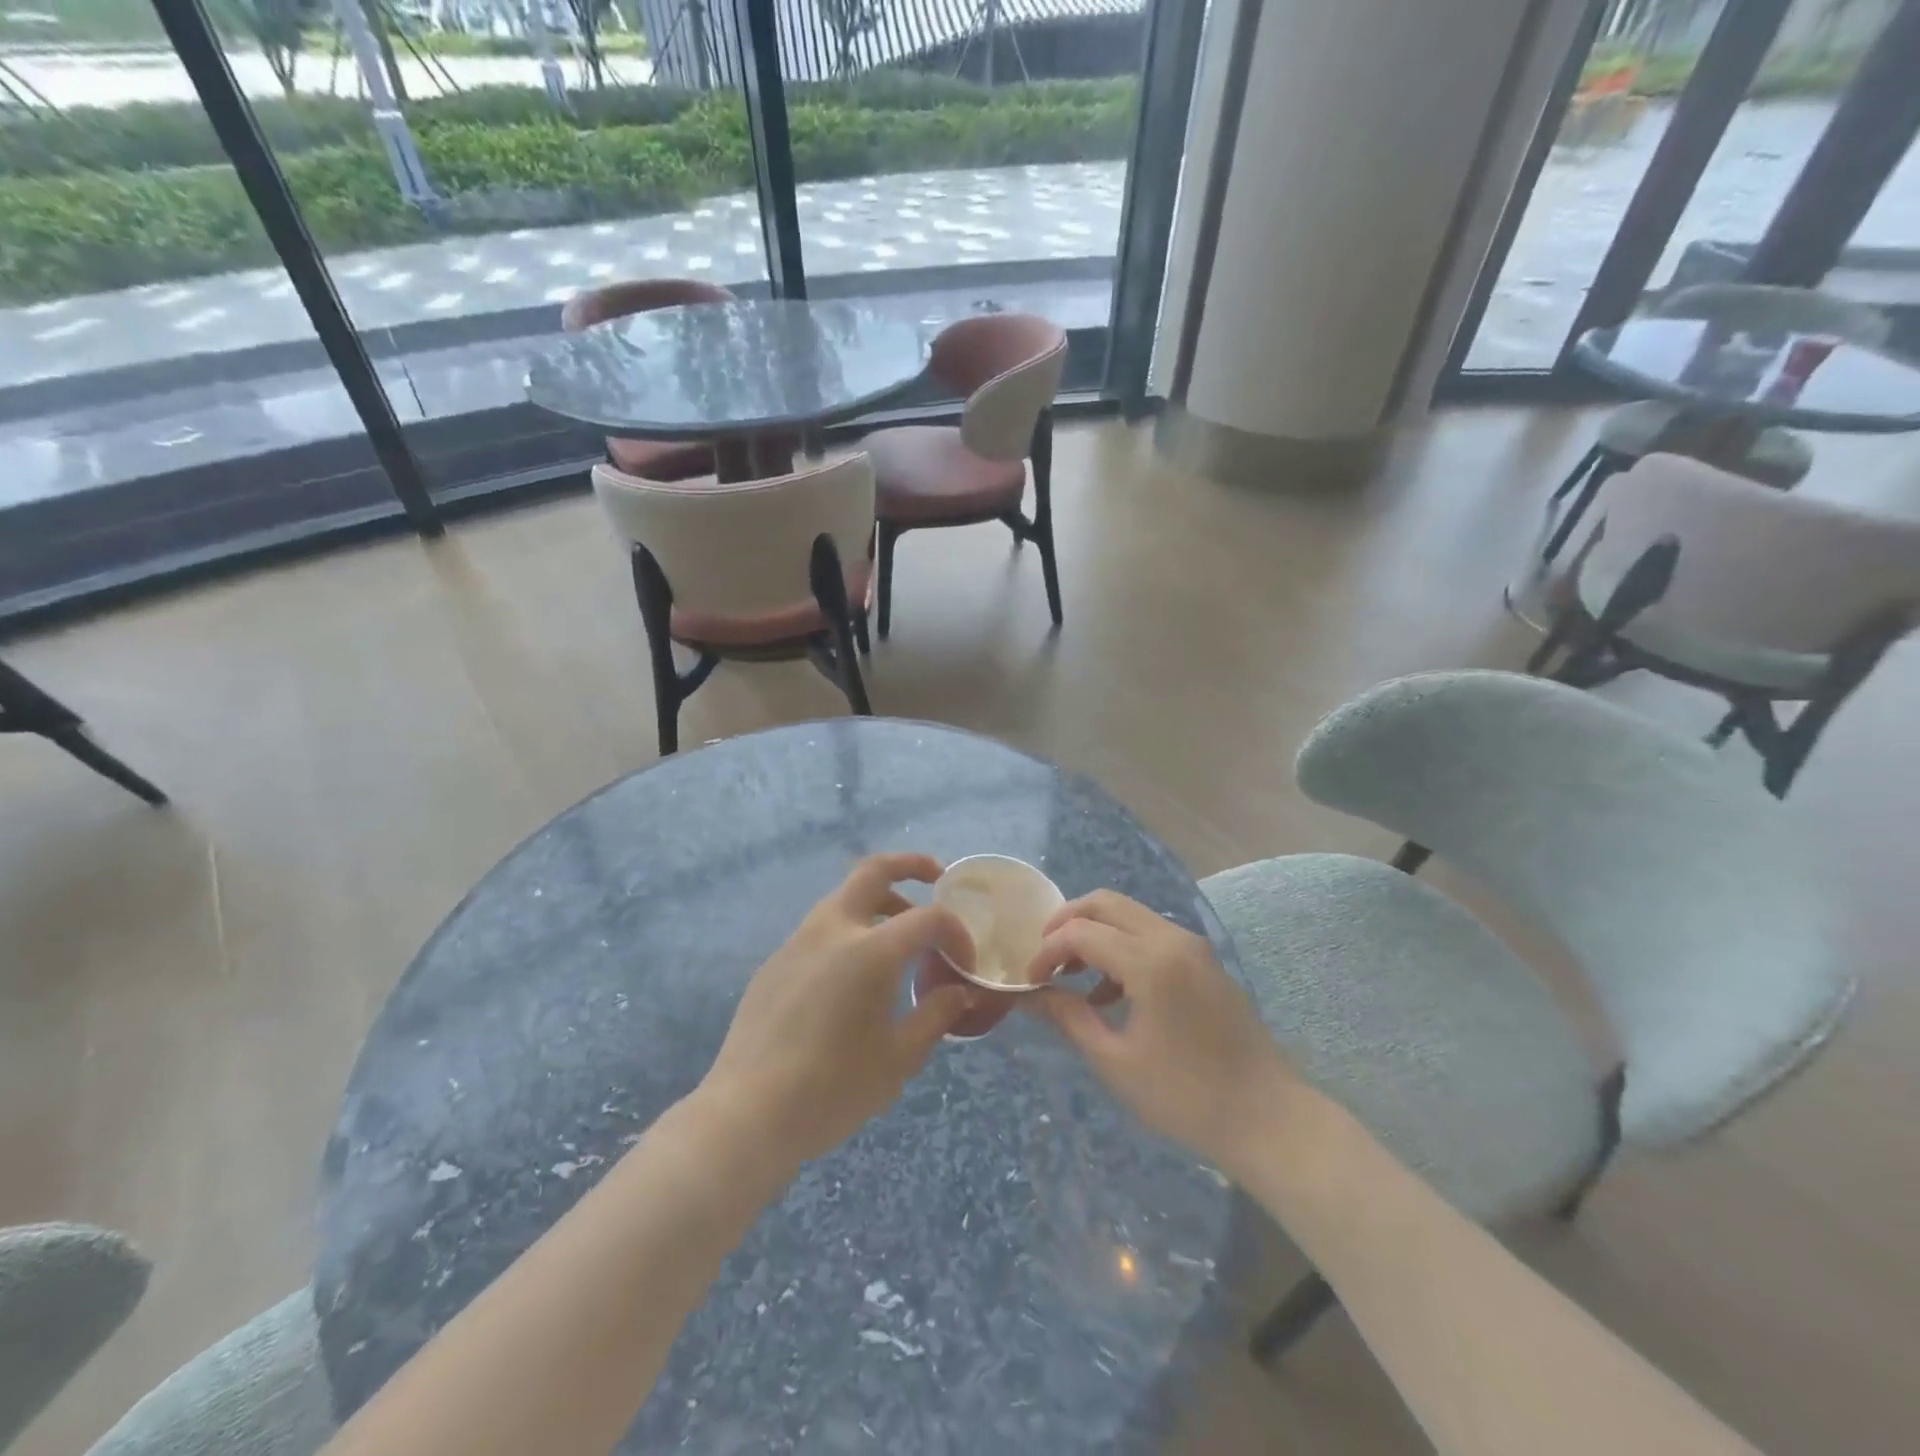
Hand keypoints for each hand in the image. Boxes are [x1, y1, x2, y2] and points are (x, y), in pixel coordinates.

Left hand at [697, 854, 977, 1169]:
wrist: (747, 1114)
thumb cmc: (833, 1089)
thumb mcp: (899, 1057)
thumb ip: (936, 1014)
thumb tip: (960, 992)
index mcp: (870, 950)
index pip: (929, 918)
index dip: (956, 934)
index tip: (965, 964)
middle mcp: (832, 929)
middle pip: (874, 870)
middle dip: (910, 865)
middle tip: (936, 877)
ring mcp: (798, 941)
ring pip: (844, 897)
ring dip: (879, 902)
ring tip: (900, 936)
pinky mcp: (775, 961)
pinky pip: (821, 929)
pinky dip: (850, 930)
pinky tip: (854, 976)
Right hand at [1025, 890, 1293, 1180]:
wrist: (1267, 1118)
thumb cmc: (1185, 1096)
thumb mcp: (1115, 1061)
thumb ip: (1069, 1018)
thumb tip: (1032, 994)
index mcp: (1149, 961)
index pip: (1081, 932)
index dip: (1047, 950)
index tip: (1029, 980)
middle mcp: (1172, 938)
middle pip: (1106, 903)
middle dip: (1067, 922)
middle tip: (1045, 957)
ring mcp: (1193, 946)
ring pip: (1130, 914)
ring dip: (1095, 932)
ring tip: (1072, 976)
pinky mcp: (1204, 960)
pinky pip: (1152, 934)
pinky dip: (1122, 945)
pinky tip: (1110, 992)